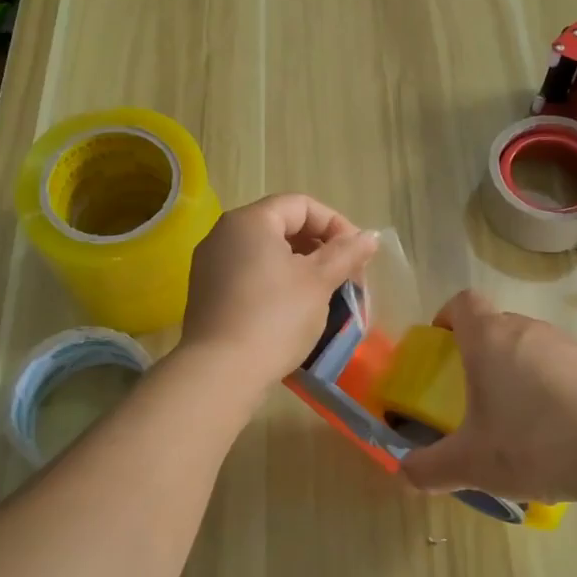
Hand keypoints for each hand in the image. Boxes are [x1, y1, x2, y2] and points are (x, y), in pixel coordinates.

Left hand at [181, 194, 379, 390]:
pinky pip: (248, 274)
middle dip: (319, 247)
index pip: (301, 205)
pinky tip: (292, 310)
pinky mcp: (206, 293)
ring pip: (265, 252)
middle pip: (282, 225)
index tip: (357, 256)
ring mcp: (210, 264)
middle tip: (345, 277)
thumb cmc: (275, 318)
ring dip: (300, 267)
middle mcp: (224, 234)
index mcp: (250, 221)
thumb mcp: (319, 282)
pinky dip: (275, 282)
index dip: (336, 224)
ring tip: (323, 294)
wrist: (220, 372)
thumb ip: (346, 253)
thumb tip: (370, 236)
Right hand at [400, 290, 576, 506]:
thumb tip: (404, 474)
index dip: (449, 316)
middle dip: (482, 350)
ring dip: (520, 368)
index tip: (443, 342)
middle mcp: (529, 331)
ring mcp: (570, 345)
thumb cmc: (532, 445)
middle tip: (476, 392)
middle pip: (498, 324)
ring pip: (533, 345)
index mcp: (490, 340)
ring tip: (520, 417)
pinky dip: (555, 386)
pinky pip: (565, 366)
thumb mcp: (471, 464)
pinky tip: (561, 429)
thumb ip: (429, 469)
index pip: (464, 302)